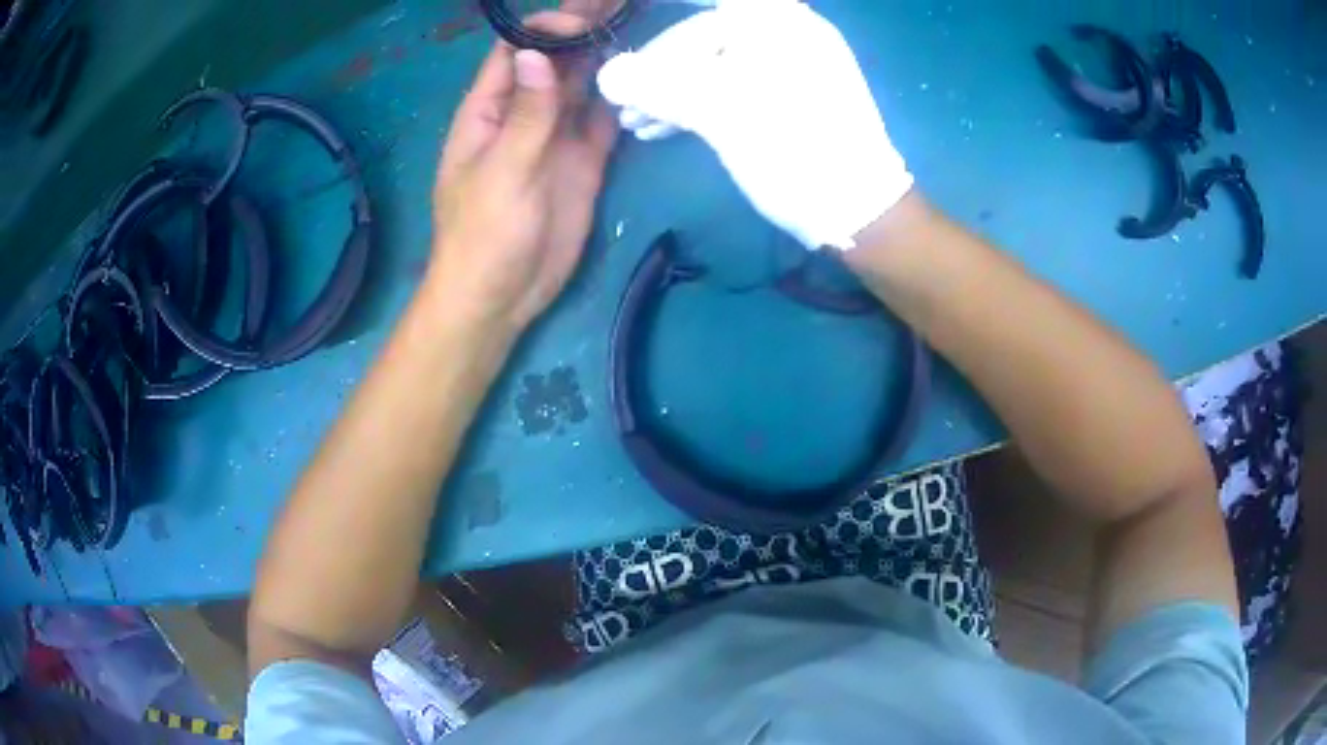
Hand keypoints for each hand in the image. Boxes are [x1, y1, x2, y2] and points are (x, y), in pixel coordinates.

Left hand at [430, 13, 617, 333]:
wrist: (502, 296)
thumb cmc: (484, 235)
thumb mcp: (502, 172)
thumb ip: (526, 114)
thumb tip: (538, 55)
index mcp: (490, 110)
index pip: (516, 52)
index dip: (546, 29)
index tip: (583, 21)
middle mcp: (525, 112)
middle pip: (556, 60)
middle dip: (583, 28)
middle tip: (619, 0)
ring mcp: (556, 135)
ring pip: (583, 84)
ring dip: (608, 55)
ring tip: (637, 21)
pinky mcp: (585, 160)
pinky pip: (604, 118)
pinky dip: (622, 96)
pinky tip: (643, 74)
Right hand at [597, 0, 911, 250]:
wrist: (858, 209)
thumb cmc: (796, 152)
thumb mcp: (723, 113)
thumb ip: (660, 85)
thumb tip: (608, 76)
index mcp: (778, 21)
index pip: (704, 6)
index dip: (663, 24)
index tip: (625, 29)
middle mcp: (786, 30)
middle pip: (703, 34)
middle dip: (658, 68)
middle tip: (623, 105)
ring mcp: (789, 62)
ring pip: (714, 61)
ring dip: (672, 90)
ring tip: (638, 125)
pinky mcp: (788, 93)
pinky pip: (732, 82)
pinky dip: (698, 101)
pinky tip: (665, 127)